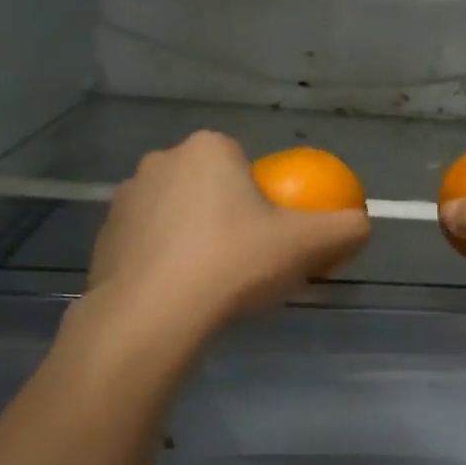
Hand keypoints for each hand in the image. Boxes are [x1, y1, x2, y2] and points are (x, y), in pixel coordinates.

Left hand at [84, 130, 371, 339]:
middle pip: (210, 187)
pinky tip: (176, 294)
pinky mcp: (103, 237)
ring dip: (193, 237)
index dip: (263, 202)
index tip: (271, 239)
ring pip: (176, 214)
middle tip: (245, 262)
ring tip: (209, 283)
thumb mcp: (308, 244)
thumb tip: (362, 224)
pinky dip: (163, 261)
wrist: (154, 316)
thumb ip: (346, 227)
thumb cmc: (234, 264)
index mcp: (209, 149)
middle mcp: (161, 161)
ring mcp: (125, 199)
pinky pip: (147, 243)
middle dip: (227, 216)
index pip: (245, 166)